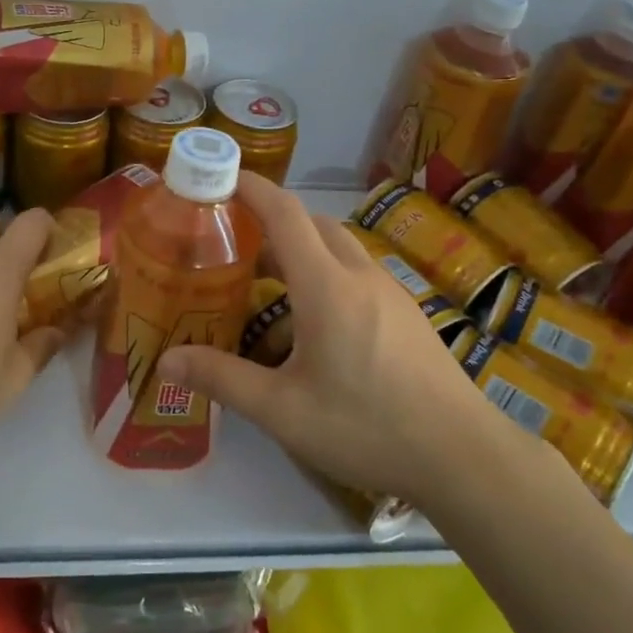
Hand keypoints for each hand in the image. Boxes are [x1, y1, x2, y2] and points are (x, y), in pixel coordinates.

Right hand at [161, 174, 501, 503]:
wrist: (465, 456)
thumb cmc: (367, 426)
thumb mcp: (284, 410)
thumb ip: (223, 379)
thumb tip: (167, 360)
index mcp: (326, 285)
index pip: (284, 213)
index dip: (251, 188)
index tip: (220, 177)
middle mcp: (359, 274)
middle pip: (312, 223)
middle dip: (272, 220)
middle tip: (236, 241)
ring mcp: (390, 292)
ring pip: (338, 246)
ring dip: (302, 247)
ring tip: (270, 281)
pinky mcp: (407, 313)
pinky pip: (357, 271)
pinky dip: (326, 271)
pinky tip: (316, 320)